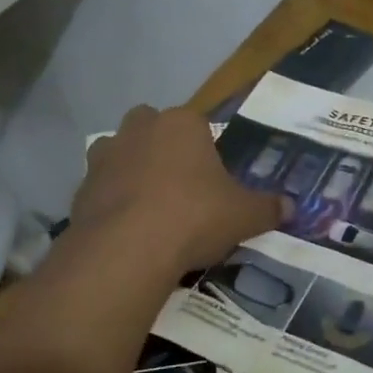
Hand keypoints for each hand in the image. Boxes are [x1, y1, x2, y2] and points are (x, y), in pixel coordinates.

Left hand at [73, 105, 289, 273]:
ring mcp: (105, 156)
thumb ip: (268, 208)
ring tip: (149, 207)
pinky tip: (127, 230)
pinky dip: (111, 202)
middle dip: (162, 147)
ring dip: (131, 170)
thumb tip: (292, 207)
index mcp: (182, 123)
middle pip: (151, 127)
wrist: (127, 249)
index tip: (212, 178)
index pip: (197, 123)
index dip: (206, 149)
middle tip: (180, 185)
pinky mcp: (81, 188)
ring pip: (119, 152)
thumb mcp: (244, 216)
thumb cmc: (193, 217)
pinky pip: (101, 188)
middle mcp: (139, 129)